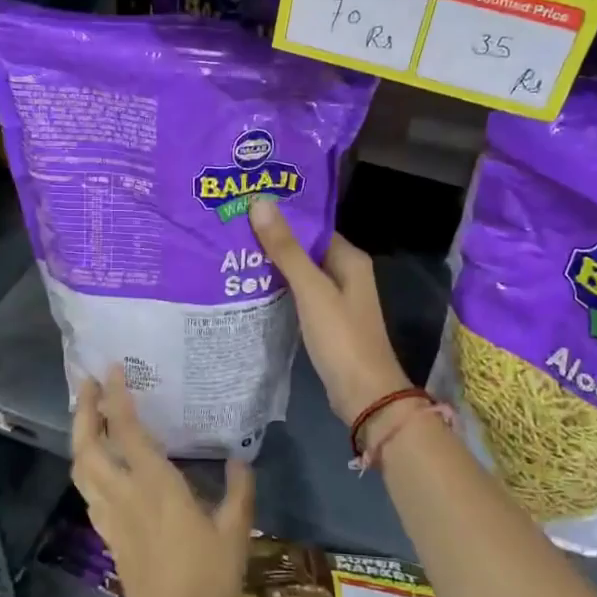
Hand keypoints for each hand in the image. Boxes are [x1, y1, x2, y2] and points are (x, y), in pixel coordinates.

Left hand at [71, 369, 254, 596]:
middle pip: (87, 446)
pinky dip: (86, 466)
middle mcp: (126, 494)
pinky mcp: (109, 535)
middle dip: (83, 411)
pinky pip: (88, 491)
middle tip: (87, 384)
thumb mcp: (236, 534)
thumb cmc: (208, 582)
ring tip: (88, 414)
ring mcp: (112, 516)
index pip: (126, 432)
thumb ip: (239, 491)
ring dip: (79, 436)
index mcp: (156, 486)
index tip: (112, 370)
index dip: (116, 398)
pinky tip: (99, 463)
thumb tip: (240, 457)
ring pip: (81, 469)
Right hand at [249, 195, 410, 423]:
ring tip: (233, 254)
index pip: (312, 227)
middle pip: (305, 249)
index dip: (283, 218)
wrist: (364, 394)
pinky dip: (279, 290)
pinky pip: (299, 297)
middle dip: (273, 241)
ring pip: (301, 274)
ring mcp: (337, 300)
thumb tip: (261, 202)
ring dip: (273, 266)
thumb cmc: (342, 337)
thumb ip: (286, 249)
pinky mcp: (327, 322)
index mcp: (350, 259)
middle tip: (232, 229)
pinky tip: (250, 288)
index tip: (247, 207)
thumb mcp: (311, 290)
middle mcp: (346, 274)